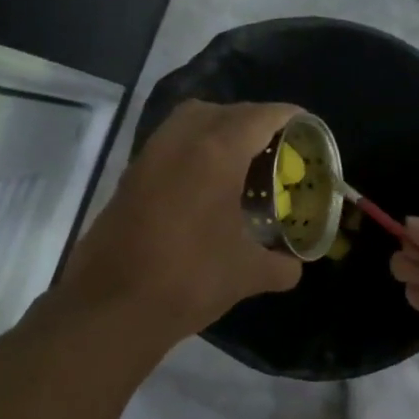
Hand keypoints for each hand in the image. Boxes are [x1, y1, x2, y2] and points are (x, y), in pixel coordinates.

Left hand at [62, 100, 302, 345]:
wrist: (112, 307)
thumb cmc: (189, 281)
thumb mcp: (246, 275)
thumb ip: (280, 266)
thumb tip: (294, 267)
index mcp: (215, 154)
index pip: (259, 117)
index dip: (288, 116)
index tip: (306, 126)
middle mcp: (179, 142)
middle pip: (222, 111)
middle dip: (252, 121)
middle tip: (274, 147)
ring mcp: (148, 158)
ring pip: (187, 122)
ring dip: (216, 130)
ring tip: (240, 163)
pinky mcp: (129, 179)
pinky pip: (167, 146)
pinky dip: (191, 150)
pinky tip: (205, 187)